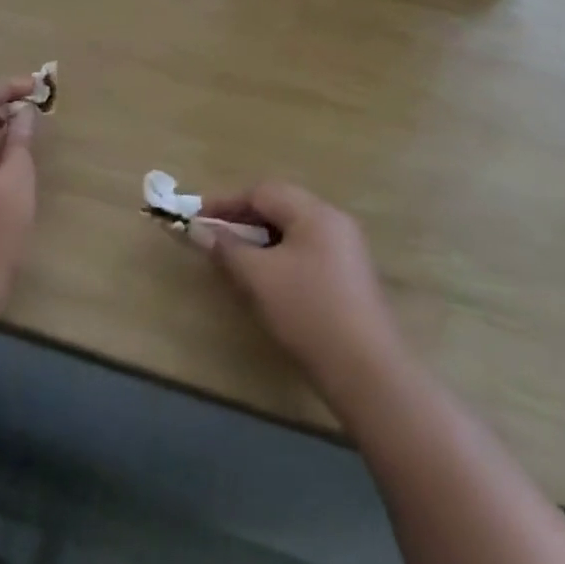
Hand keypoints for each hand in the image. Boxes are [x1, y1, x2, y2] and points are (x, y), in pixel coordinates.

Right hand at [196, 183, 406, 402]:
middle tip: (215, 235)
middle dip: (244, 217)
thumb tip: (200, 231)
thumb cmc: (308, 312)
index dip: (226, 202)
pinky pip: (308, 249)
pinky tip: (268, 276)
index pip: (263, 192)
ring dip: (262, 236)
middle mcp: (334, 220)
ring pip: (294, 229)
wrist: (367, 371)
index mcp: (315, 212)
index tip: (198, 217)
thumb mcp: (259, 278)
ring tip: (237, 256)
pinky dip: (281, 253)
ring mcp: (347, 248)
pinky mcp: (351, 275)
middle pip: (281, 205)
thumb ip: (228, 248)